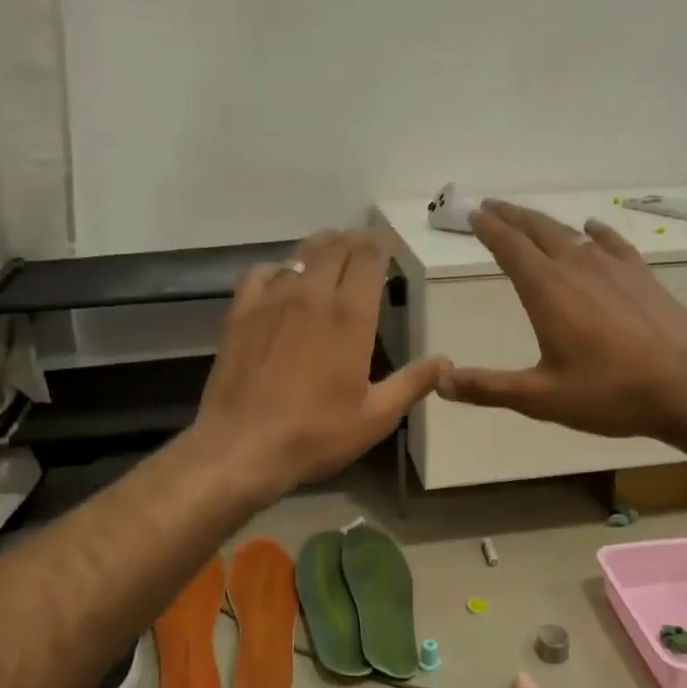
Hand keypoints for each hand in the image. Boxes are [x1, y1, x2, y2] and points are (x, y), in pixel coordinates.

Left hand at [191, 229, 446, 498]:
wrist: (242, 446)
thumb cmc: (315, 434)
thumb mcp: (375, 417)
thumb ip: (412, 384)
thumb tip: (445, 361)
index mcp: (350, 317)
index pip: (367, 259)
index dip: (378, 245)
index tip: (386, 246)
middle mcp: (312, 296)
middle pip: (334, 248)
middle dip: (352, 241)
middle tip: (361, 246)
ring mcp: (273, 301)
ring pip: (299, 255)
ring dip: (319, 249)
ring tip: (328, 254)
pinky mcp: (241, 312)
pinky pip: (261, 273)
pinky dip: (278, 268)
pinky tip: (282, 280)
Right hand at [437, 200, 686, 438]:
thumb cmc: (610, 393)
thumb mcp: (541, 398)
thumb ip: (488, 388)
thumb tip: (439, 381)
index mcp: (546, 290)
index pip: (509, 247)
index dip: (488, 228)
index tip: (473, 213)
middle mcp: (576, 267)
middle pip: (537, 230)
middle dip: (510, 216)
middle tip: (490, 205)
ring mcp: (613, 268)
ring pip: (570, 233)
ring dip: (544, 222)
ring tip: (528, 216)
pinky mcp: (641, 276)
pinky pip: (613, 243)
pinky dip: (596, 232)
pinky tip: (592, 228)